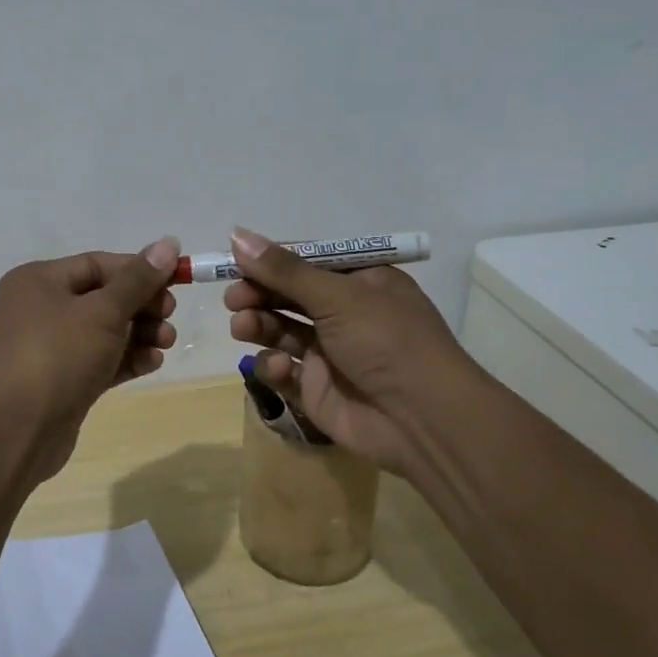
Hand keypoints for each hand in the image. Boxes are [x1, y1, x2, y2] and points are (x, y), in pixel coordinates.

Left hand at [0, 237, 181, 478]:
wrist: (16, 430)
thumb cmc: (58, 356)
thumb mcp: (103, 312)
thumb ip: (138, 280)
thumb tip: (169, 243)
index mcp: (40, 281)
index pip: (98, 264)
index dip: (138, 270)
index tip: (175, 282)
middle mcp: (41, 309)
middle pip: (104, 297)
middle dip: (142, 305)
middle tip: (169, 315)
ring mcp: (51, 348)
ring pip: (105, 331)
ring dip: (140, 334)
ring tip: (166, 343)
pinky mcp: (63, 381)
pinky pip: (101, 360)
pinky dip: (126, 359)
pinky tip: (152, 363)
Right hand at [225, 228, 474, 475]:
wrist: (423, 421)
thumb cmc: (388, 341)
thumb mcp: (338, 296)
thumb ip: (284, 270)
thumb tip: (236, 235)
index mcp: (361, 282)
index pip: (306, 262)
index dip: (270, 261)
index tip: (235, 261)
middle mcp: (345, 314)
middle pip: (288, 296)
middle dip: (258, 294)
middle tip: (234, 299)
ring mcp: (330, 353)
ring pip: (280, 331)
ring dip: (258, 325)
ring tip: (243, 326)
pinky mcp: (316, 390)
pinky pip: (283, 370)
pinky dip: (275, 366)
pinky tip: (281, 367)